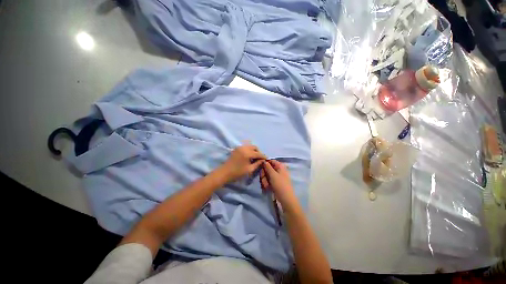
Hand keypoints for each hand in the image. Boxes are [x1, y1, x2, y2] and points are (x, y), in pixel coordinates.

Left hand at [220, 145, 266, 181]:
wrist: (224, 172)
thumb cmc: (237, 173)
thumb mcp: (249, 169)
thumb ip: (257, 164)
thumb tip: (263, 160)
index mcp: (247, 153)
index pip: (258, 153)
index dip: (263, 156)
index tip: (267, 159)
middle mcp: (244, 148)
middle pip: (255, 147)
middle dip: (258, 152)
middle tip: (260, 159)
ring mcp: (239, 147)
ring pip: (250, 146)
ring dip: (254, 151)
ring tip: (255, 158)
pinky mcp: (236, 148)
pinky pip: (246, 147)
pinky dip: (249, 150)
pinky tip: (249, 156)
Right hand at [260, 160, 298, 209]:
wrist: (285, 199)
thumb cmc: (280, 185)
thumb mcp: (273, 175)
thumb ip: (267, 167)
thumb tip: (264, 161)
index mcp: (280, 166)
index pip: (271, 161)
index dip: (265, 163)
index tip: (260, 166)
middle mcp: (278, 170)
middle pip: (267, 169)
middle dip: (264, 174)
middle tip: (263, 179)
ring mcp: (276, 177)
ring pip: (267, 175)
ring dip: (264, 180)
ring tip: (266, 186)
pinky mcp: (275, 182)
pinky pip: (268, 180)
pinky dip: (266, 183)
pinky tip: (266, 188)